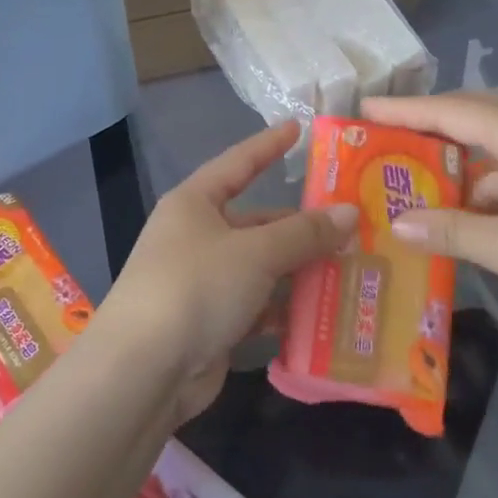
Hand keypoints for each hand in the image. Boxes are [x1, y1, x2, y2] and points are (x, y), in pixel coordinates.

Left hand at [100, 121, 356, 421]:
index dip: (268, 145)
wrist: (144, 371)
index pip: (238, 163)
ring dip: (301, 271)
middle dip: (302, 226)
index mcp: (195, 203)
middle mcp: (198, 236)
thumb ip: (304, 232)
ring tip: (353, 268)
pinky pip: (258, 306)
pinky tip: (326, 314)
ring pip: (262, 267)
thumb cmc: (196, 287)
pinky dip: (286, 309)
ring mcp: (204, 282)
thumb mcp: (255, 252)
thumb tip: (349, 212)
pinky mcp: (213, 323)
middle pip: (258, 222)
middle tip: (353, 224)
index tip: (299, 127)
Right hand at [361, 91, 497, 335]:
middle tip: (388, 140)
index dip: (405, 110)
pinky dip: (490, 182)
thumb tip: (397, 223)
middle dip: (429, 126)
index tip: (365, 110)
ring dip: (461, 160)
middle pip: (474, 115)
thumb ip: (451, 231)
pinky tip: (475, 212)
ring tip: (422, 182)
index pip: (451, 111)